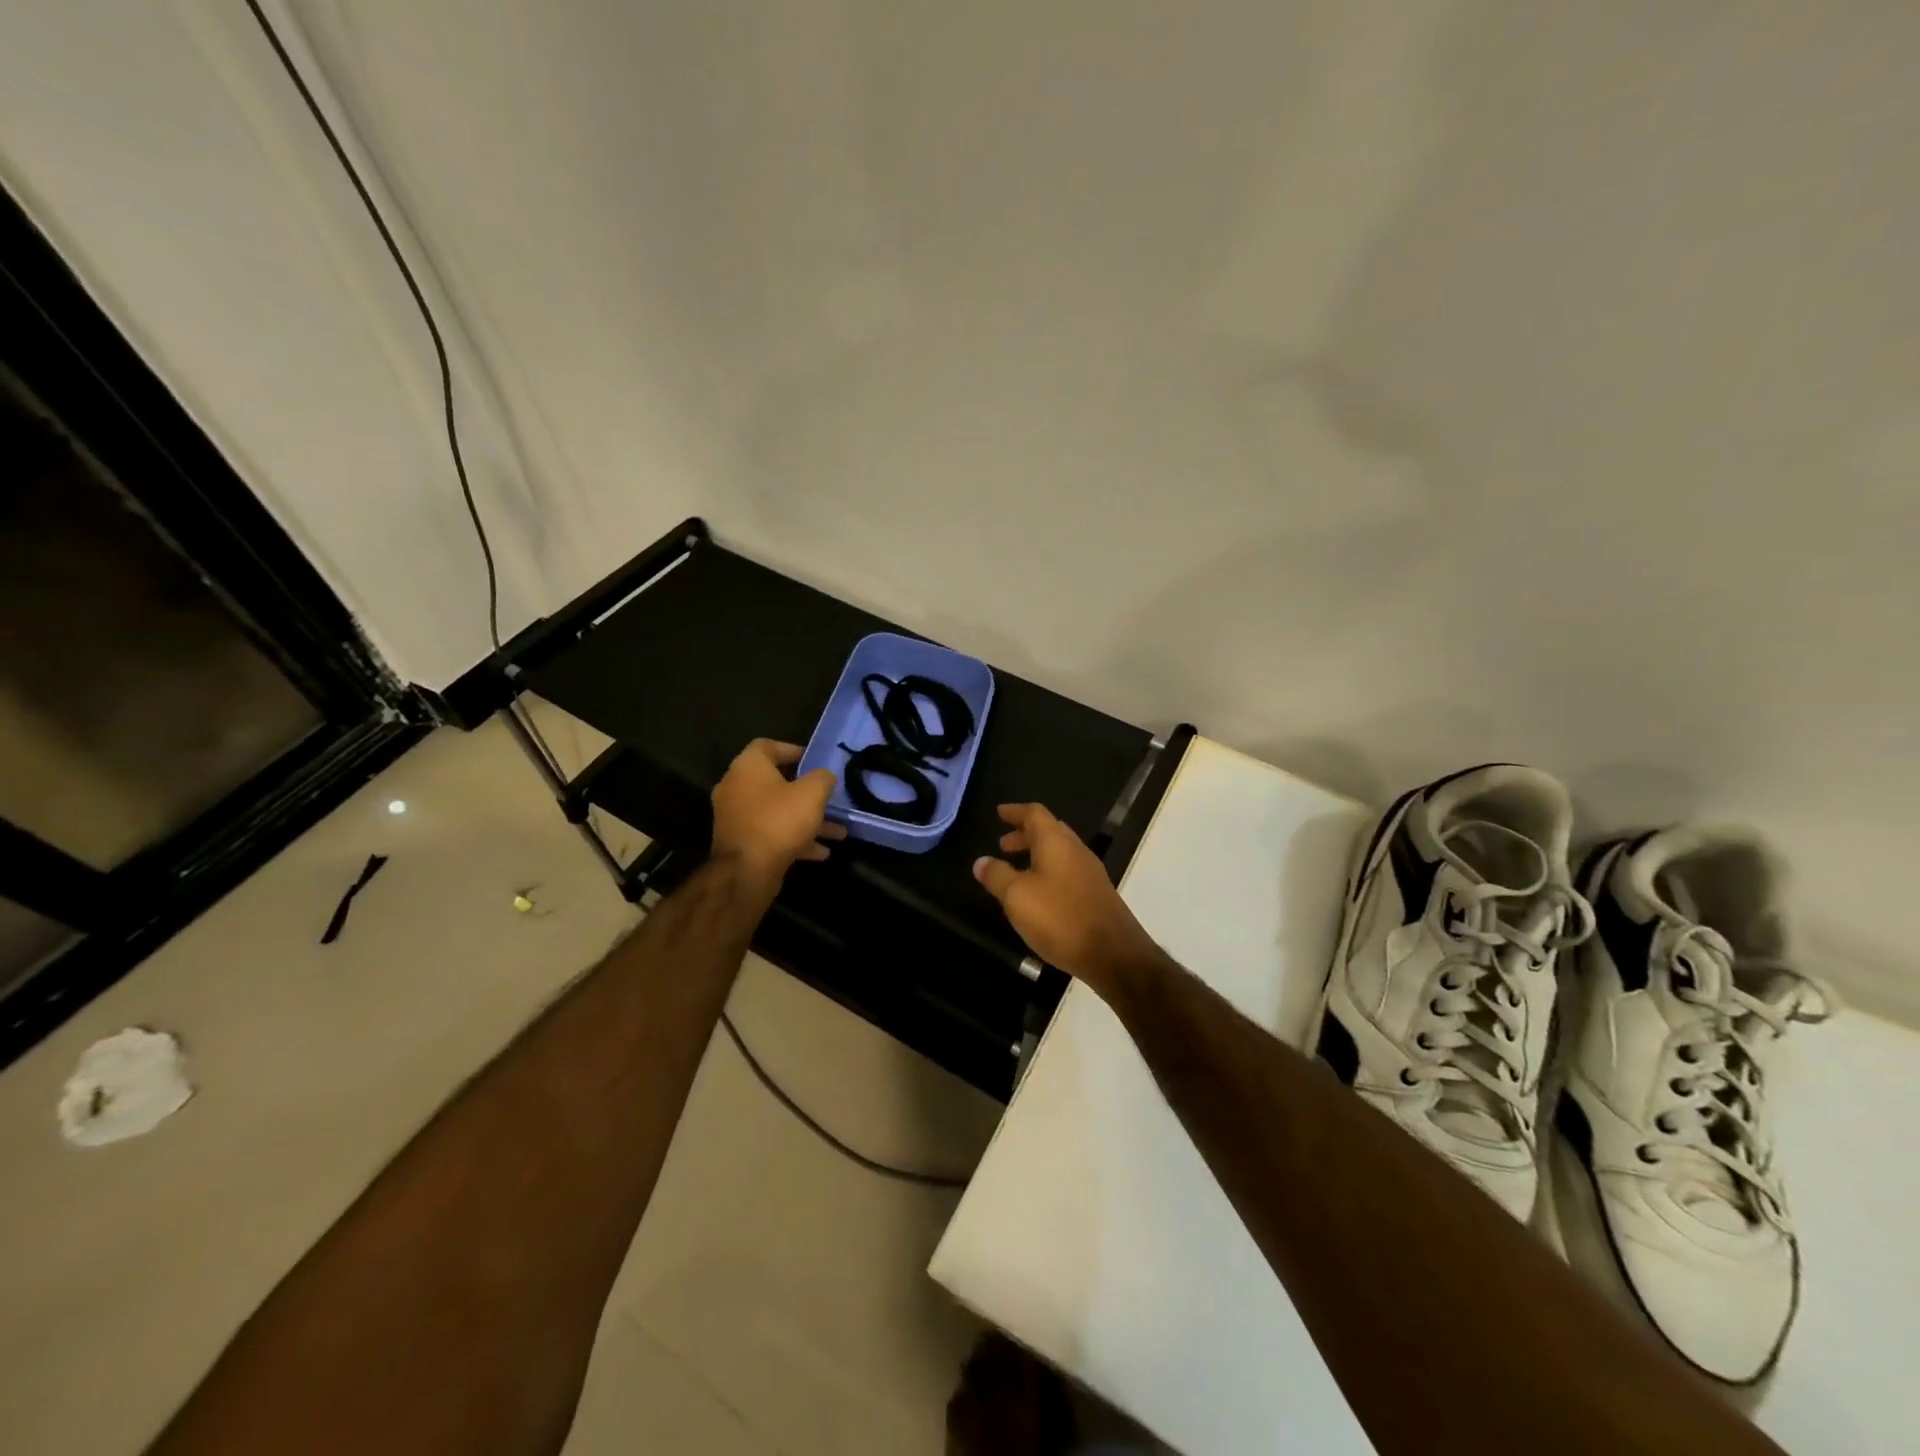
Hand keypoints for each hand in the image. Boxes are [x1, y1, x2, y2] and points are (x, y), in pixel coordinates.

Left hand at [710, 739, 845, 883]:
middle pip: (775, 781)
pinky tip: (821, 852)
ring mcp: (736, 817)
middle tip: (828, 796)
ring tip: (837, 831)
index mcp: (748, 767)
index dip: (793, 750)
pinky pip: (772, 833)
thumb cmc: (779, 821)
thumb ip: (823, 778)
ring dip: (806, 819)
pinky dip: (795, 839)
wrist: (746, 872)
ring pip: (777, 811)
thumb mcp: (812, 793)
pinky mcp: (740, 842)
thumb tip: (824, 777)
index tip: (815, 761)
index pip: (768, 745)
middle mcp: (736, 787)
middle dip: (806, 791)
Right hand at [973, 803, 1163, 1001]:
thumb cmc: (1059, 917)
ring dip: (1036, 855)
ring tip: (1016, 870)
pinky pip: (1068, 872)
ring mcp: (1090, 873)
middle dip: (1025, 834)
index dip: (1016, 811)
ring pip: (1060, 853)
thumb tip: (981, 861)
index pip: (1035, 813)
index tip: (999, 813)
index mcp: (1056, 842)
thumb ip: (997, 875)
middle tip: (1003, 844)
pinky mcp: (1096, 895)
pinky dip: (1048, 872)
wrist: (1113, 954)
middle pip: (1049, 831)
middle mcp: (1076, 850)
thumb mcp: (1017, 896)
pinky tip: (1039, 895)